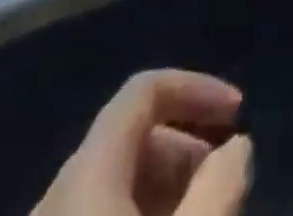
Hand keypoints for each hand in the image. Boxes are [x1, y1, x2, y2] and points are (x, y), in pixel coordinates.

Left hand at [34, 69, 252, 215]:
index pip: (143, 90)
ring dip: (164, 189)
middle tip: (224, 180)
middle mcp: (54, 198)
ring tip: (202, 212)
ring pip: (111, 188)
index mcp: (85, 173)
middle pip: (128, 139)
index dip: (196, 88)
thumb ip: (221, 184)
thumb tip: (236, 147)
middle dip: (184, 147)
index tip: (238, 115)